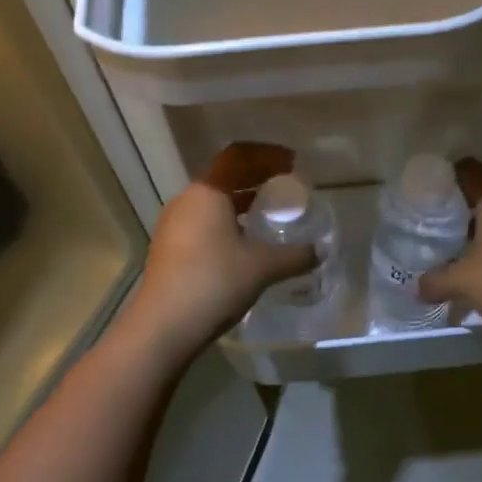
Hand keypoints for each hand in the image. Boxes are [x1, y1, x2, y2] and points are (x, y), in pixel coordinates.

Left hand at [118, 142, 316, 366]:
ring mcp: (173, 225)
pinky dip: (227, 221)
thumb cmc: (214, 282)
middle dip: (256, 177)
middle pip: (225, 176)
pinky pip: (203, 222)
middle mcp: (187, 200)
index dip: (267, 154)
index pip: (239, 156)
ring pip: (213, 201)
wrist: (161, 328)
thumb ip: (295, 255)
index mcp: (208, 192)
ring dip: (241, 200)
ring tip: (267, 212)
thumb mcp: (262, 266)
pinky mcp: (168, 249)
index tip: (292, 162)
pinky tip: (243, 242)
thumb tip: (320, 251)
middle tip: (285, 184)